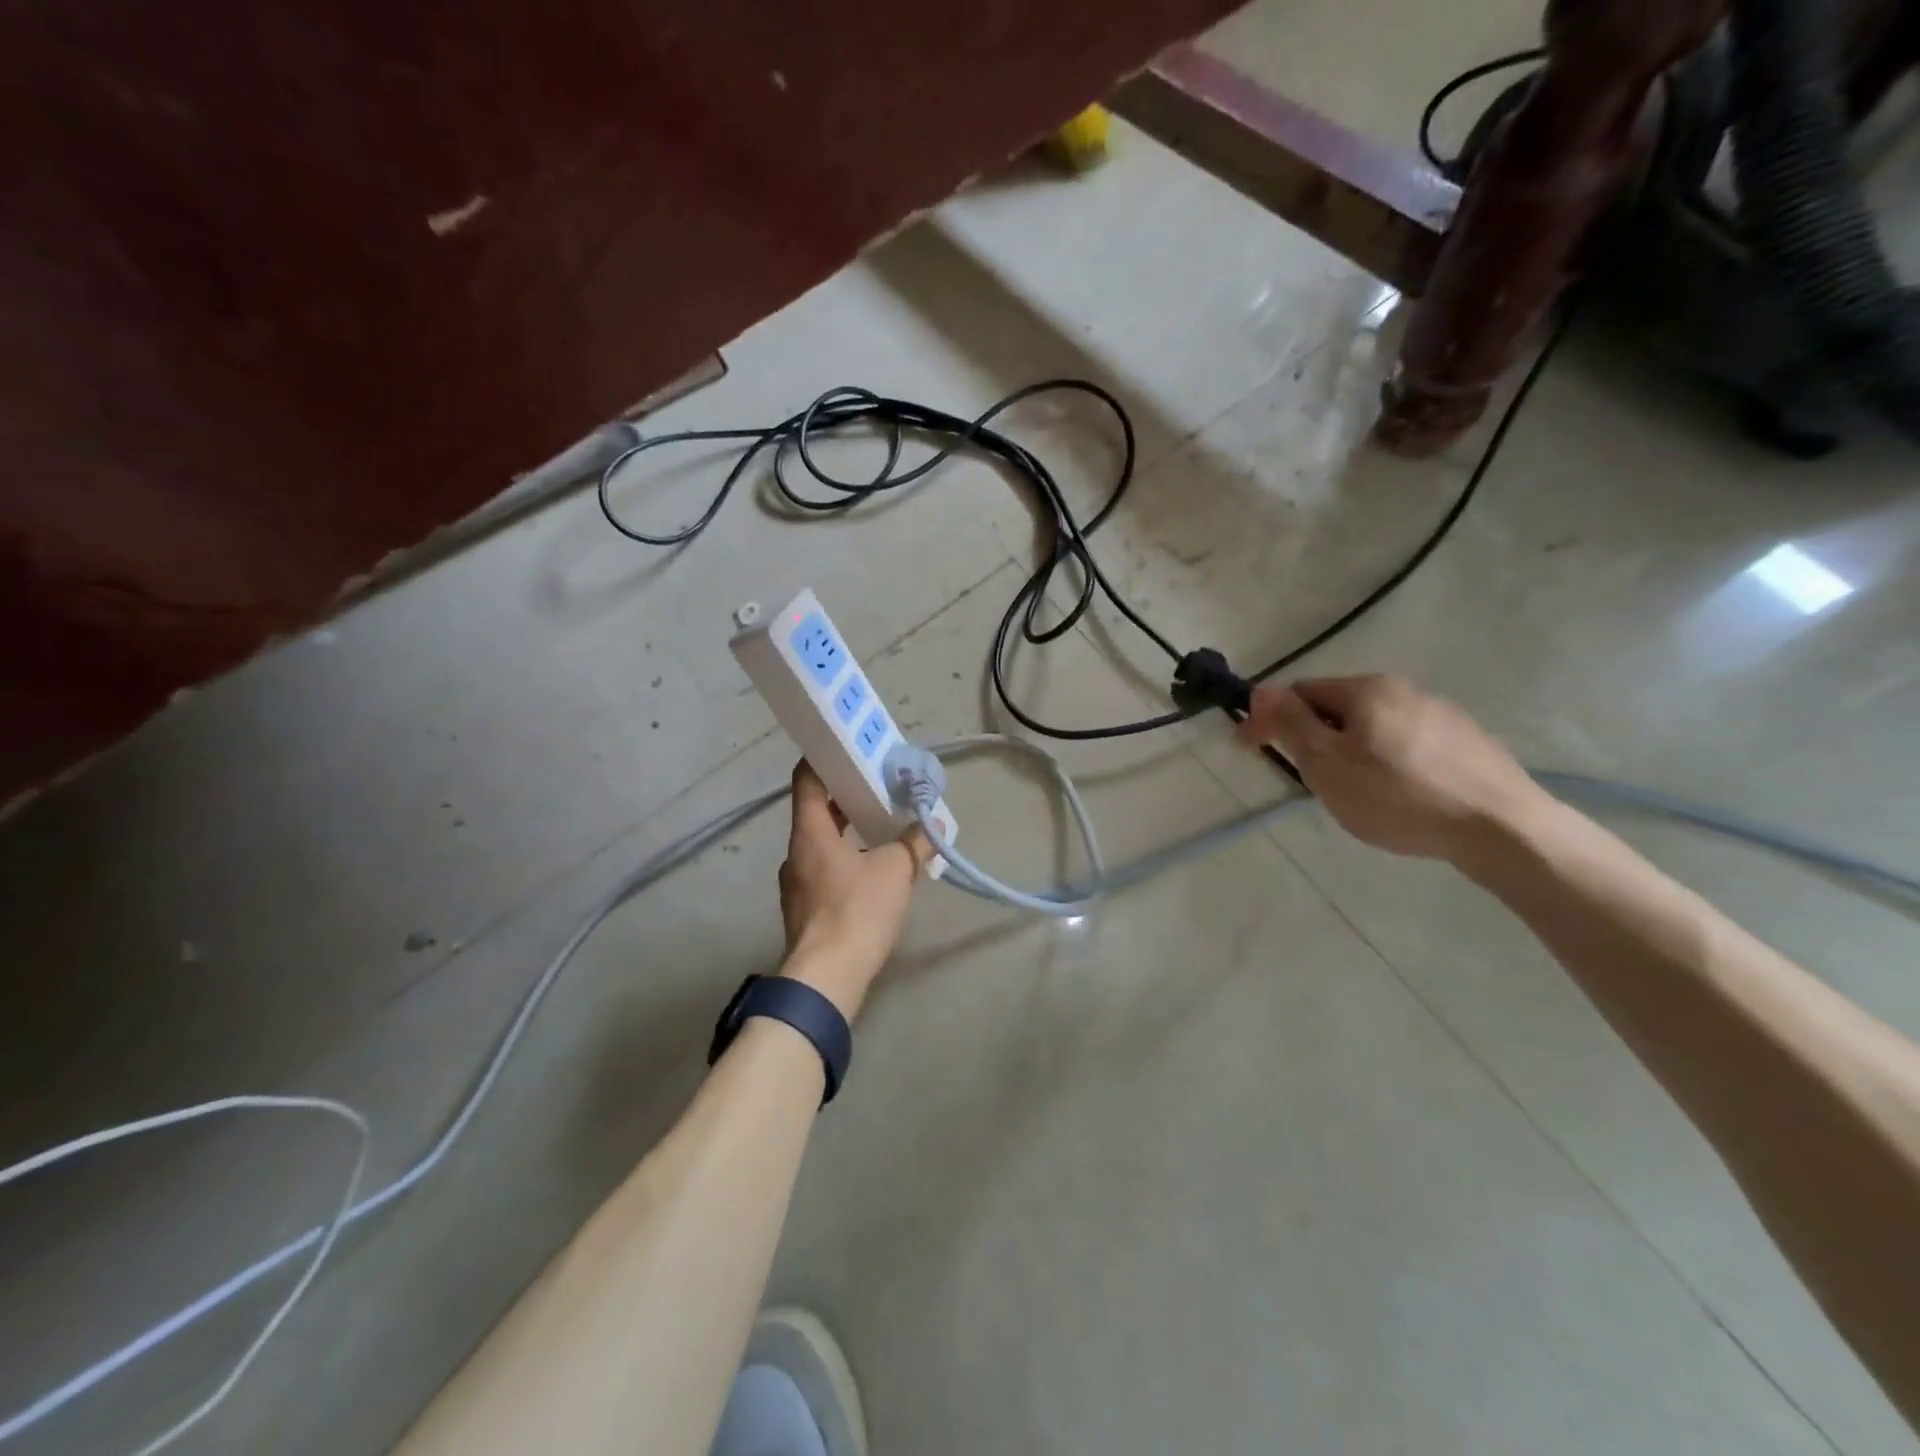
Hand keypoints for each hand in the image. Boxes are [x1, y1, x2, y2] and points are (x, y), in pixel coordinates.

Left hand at [777, 761, 931, 1018]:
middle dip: (844, 796)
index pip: (806, 780)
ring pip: (819, 843)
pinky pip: (822, 871)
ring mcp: (795, 884)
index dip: (822, 759)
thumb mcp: (896, 871)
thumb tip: (934, 828)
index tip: (846, 748)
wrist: (826, 979)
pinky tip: (870, 871)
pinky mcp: (803, 911)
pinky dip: (843, 860)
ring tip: (878, 826)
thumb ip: (916, 843)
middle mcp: (796, 853)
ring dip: (845, 831)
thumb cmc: (857, 912)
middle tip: (876, 786)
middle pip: (814, 811)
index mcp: (810, 833)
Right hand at [1237, 675, 1546, 863]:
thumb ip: (1290, 723)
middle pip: (1337, 708)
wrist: (1502, 828)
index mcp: (1366, 689)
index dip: (1268, 718)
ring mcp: (1442, 715)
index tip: (1246, 749)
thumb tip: (1260, 690)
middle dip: (1312, 736)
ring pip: (1373, 726)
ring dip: (1349, 749)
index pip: (1299, 692)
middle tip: (1305, 778)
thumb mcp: (1327, 762)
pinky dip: (1385, 762)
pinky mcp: (1467, 743)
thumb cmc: (1398, 795)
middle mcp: (1404, 689)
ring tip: (1351, 791)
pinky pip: (1406, 744)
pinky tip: (1396, 795)